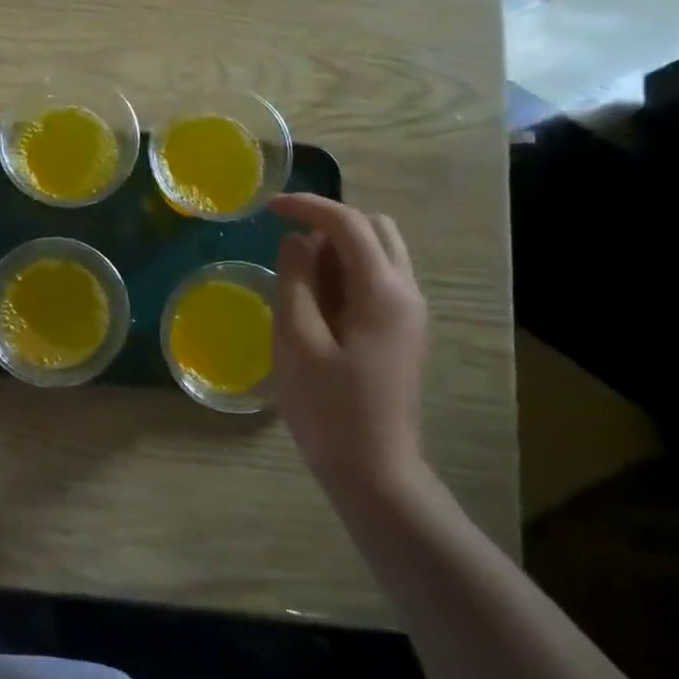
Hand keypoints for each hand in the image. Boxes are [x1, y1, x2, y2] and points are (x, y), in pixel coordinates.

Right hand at [270, 194, 428, 501]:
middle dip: (330, 223)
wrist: (374, 472)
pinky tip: (317, 301)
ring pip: (379, 253)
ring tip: (298, 276)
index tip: (268, 208)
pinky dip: (346, 273)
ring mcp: (409, 314)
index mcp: (383, 292)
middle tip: (288, 245)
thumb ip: (296, 281)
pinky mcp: (402, 332)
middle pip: (375, 229)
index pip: (349, 224)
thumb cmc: (329, 409)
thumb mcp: (297, 341)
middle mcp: (407, 293)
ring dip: (338, 249)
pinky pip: (377, 280)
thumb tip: (298, 240)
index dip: (308, 207)